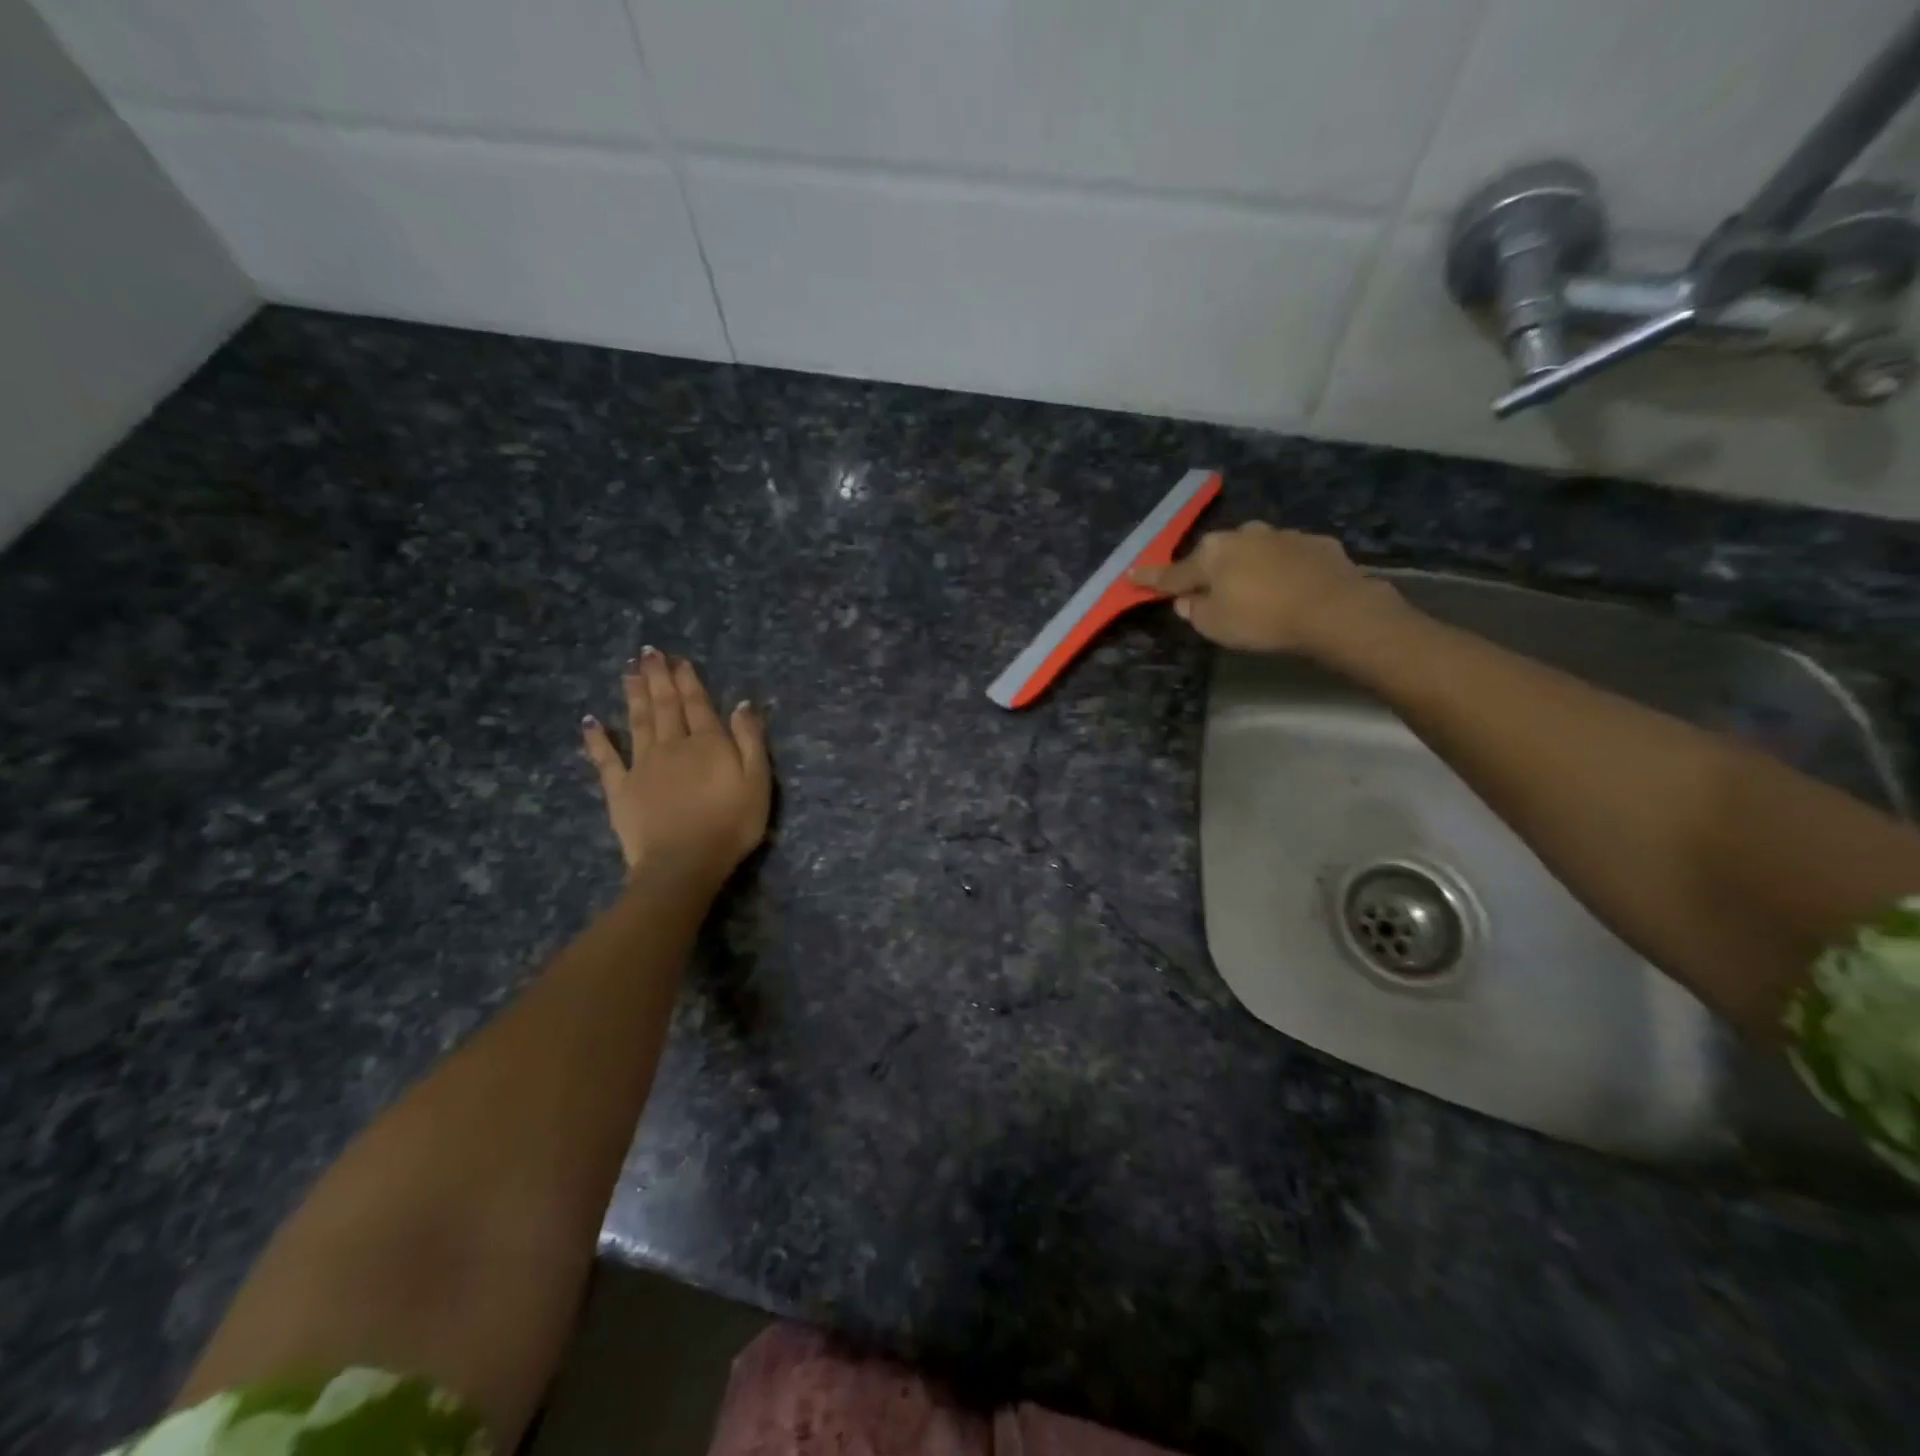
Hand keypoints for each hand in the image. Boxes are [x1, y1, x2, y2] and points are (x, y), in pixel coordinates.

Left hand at [582, 648, 770, 882]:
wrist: (683, 863)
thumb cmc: (730, 825)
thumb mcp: (757, 782)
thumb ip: (750, 741)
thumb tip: (741, 704)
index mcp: (707, 743)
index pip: (697, 704)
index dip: (688, 680)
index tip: (678, 659)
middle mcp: (672, 746)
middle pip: (665, 706)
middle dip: (658, 678)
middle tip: (648, 653)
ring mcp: (642, 766)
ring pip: (638, 722)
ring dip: (634, 695)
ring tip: (629, 672)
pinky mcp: (620, 789)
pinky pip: (606, 759)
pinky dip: (597, 739)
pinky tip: (590, 721)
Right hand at [1132, 524, 1403, 654]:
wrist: (1334, 609)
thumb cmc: (1262, 619)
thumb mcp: (1215, 626)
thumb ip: (1194, 611)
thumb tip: (1187, 600)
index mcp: (1211, 554)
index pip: (1173, 572)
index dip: (1152, 578)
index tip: (1133, 575)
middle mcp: (1243, 535)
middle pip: (1216, 556)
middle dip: (1209, 571)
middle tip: (1208, 593)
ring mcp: (1281, 535)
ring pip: (1253, 552)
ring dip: (1248, 568)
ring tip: (1256, 592)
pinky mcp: (1315, 543)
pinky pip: (1287, 557)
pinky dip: (1282, 570)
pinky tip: (1291, 588)